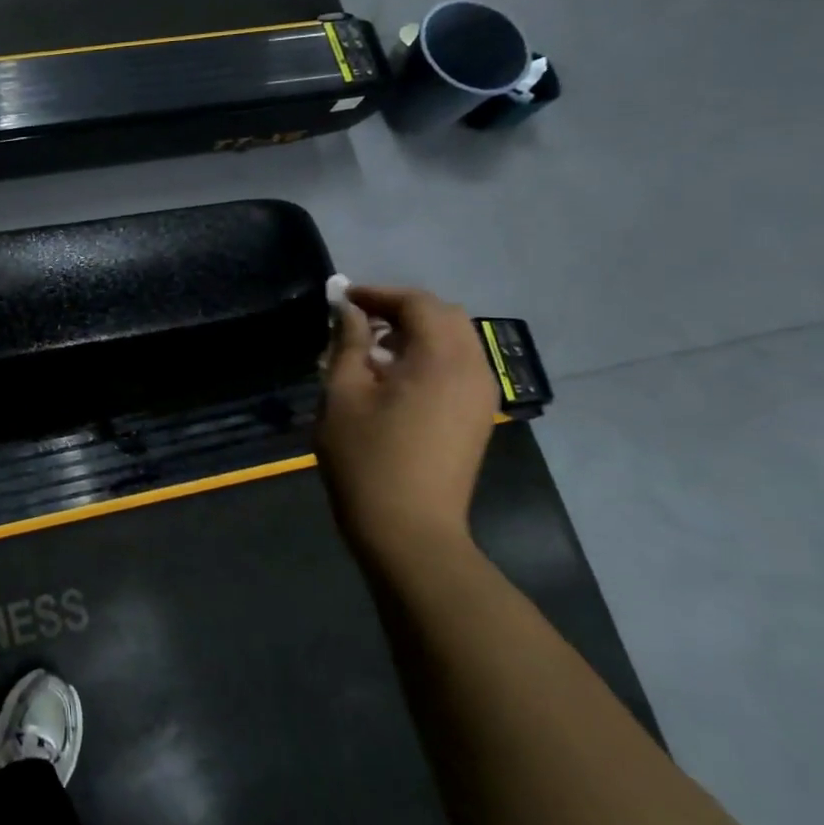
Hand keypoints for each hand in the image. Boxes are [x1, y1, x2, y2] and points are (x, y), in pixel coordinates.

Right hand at [315, 285, 497, 572]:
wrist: (409, 530)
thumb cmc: (366, 459)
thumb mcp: (343, 395)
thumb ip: (347, 344)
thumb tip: (348, 311)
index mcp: (441, 359)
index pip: (417, 303)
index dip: (378, 294)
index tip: (342, 298)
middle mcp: (473, 369)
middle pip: (444, 316)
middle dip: (400, 309)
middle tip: (357, 319)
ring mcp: (481, 395)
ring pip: (456, 340)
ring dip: (416, 332)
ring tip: (372, 347)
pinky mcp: (478, 417)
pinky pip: (459, 366)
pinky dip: (429, 355)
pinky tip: (395, 376)